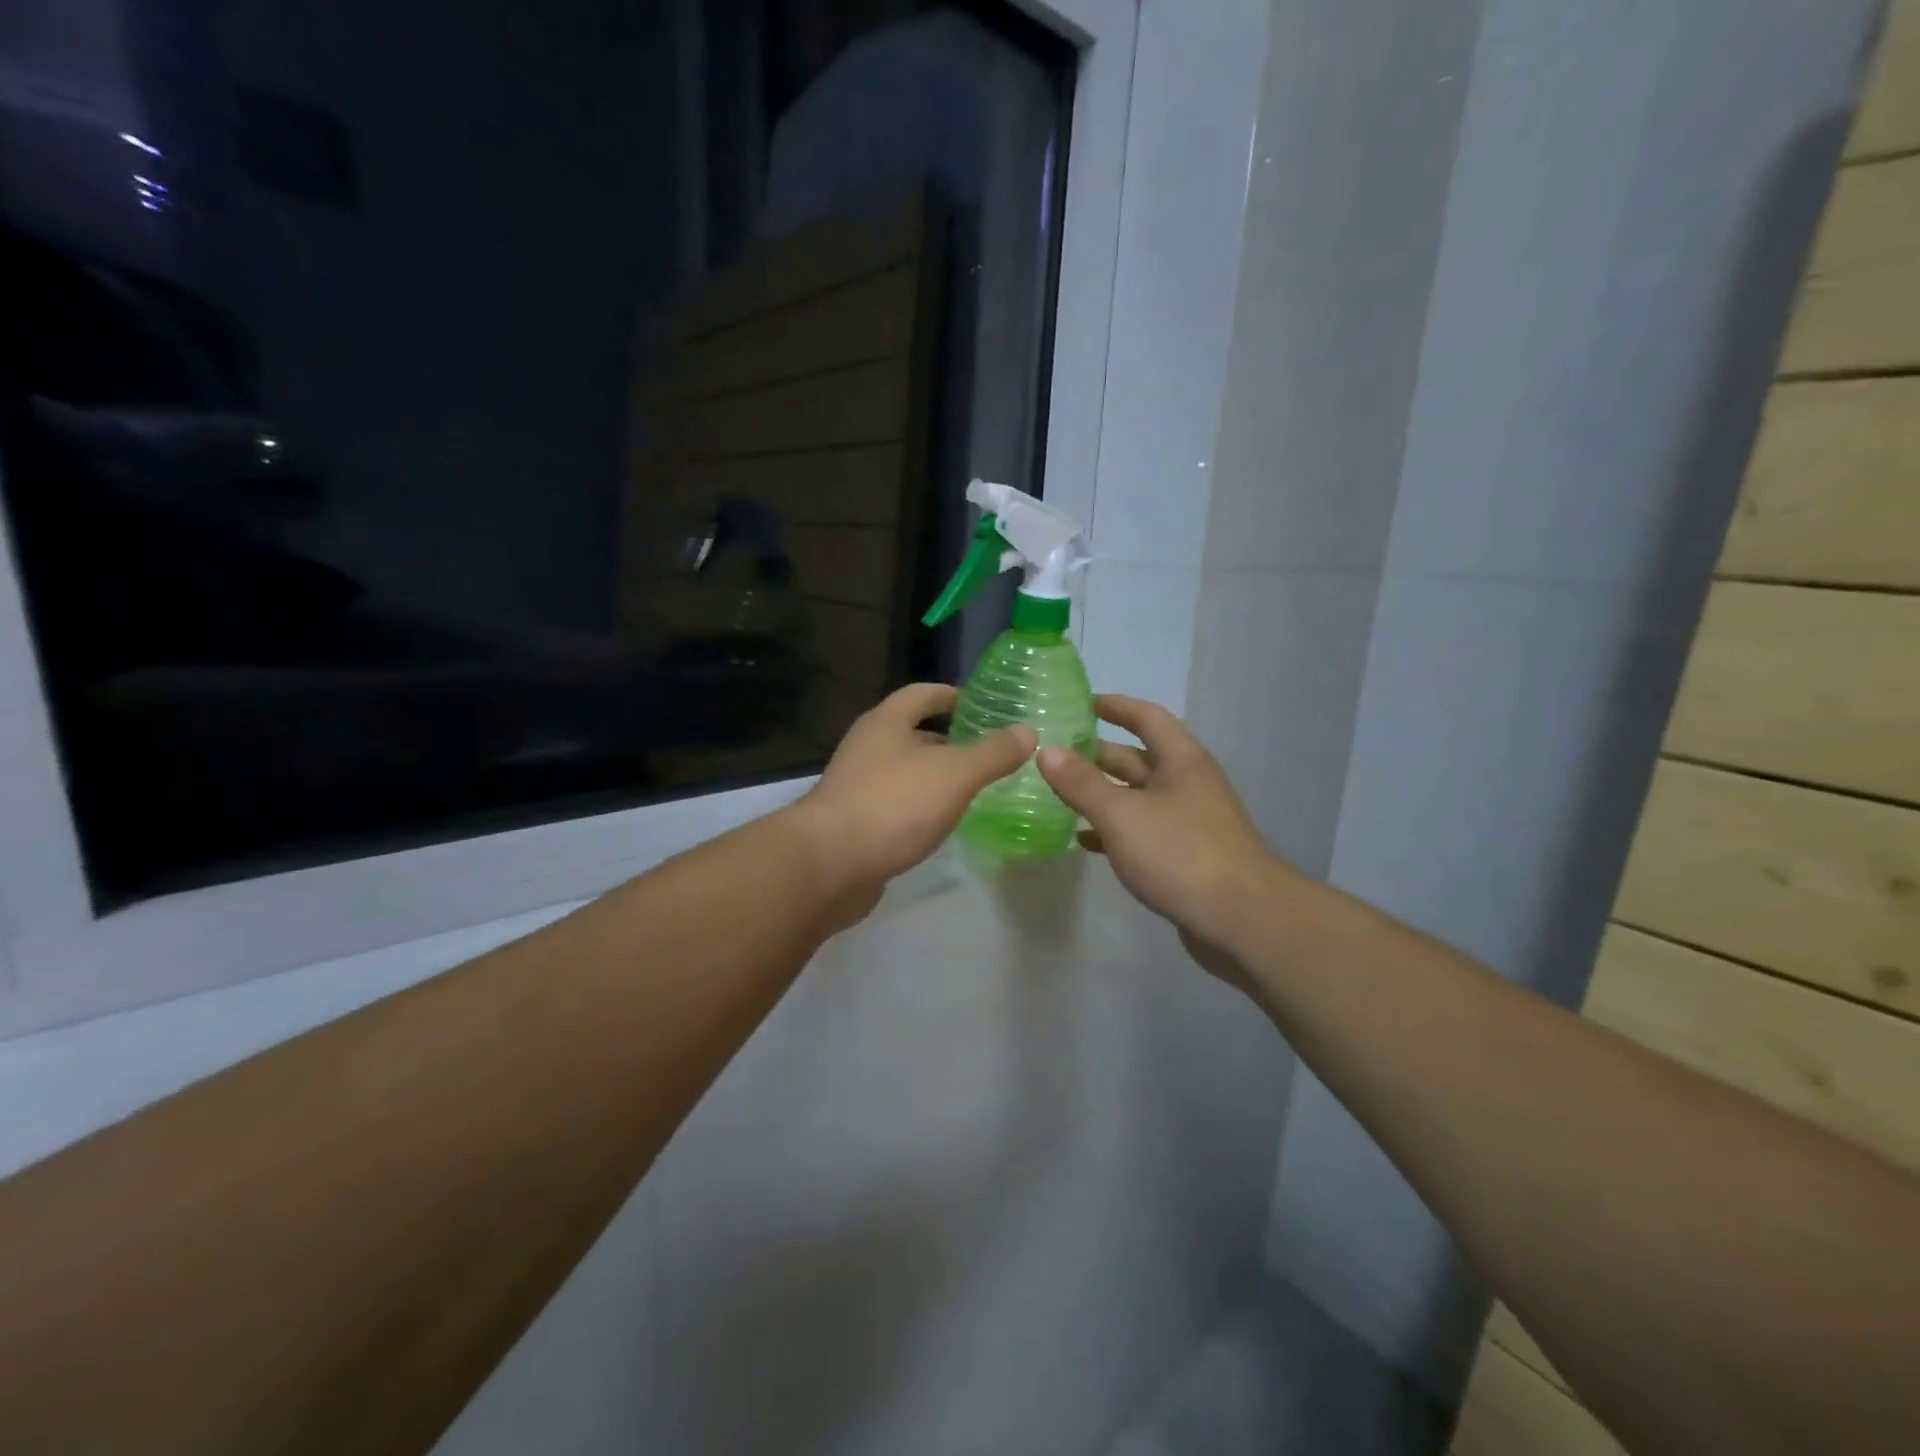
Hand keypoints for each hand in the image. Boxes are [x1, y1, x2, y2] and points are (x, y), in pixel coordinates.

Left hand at [789, 683, 1035, 914]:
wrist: (829, 865)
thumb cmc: (893, 805)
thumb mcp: (954, 774)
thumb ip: (993, 753)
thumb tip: (1027, 731)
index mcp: (886, 723)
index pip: (922, 694)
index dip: (952, 695)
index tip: (982, 705)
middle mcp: (867, 747)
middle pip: (912, 733)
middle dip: (949, 740)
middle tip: (989, 752)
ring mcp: (856, 786)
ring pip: (905, 772)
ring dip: (936, 776)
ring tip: (975, 789)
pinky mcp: (854, 822)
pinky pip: (896, 804)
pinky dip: (921, 807)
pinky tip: (943, 824)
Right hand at [1036, 695, 1289, 978]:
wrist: (1242, 920)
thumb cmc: (1180, 853)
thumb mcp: (1122, 814)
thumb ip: (1081, 783)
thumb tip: (1046, 751)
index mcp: (1181, 760)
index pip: (1146, 717)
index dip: (1115, 706)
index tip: (1080, 703)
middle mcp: (1187, 784)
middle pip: (1138, 758)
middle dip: (1097, 754)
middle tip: (1054, 754)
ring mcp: (1188, 821)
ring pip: (1136, 797)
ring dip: (1101, 794)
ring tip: (1057, 795)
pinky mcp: (1184, 856)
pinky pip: (1141, 832)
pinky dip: (1112, 831)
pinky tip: (1083, 840)